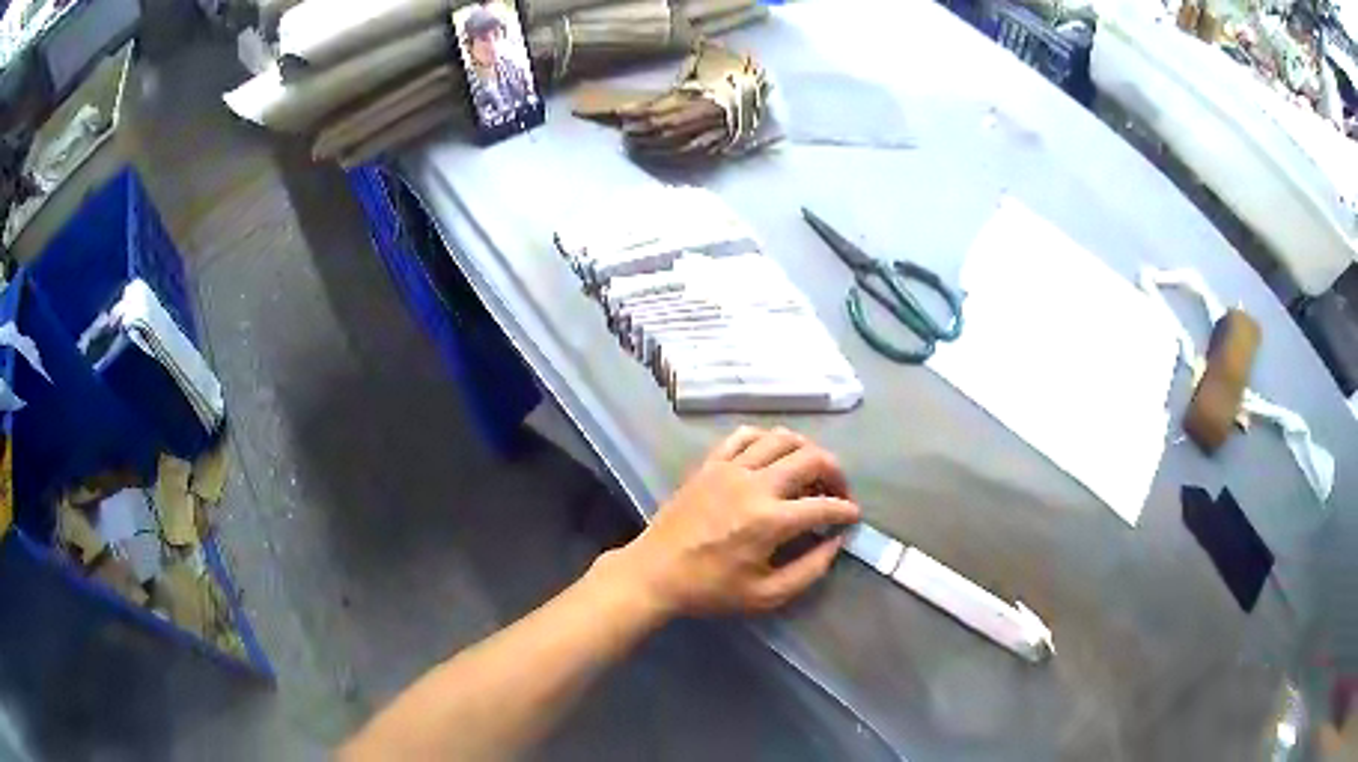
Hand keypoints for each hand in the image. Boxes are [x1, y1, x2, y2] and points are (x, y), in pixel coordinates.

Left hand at [611, 427, 860, 616]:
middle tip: (838, 491)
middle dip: (836, 473)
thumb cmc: (710, 590)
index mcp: (769, 521)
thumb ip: (809, 570)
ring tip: (810, 472)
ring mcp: (729, 468)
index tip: (852, 517)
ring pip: (782, 438)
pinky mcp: (710, 464)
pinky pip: (745, 436)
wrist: (654, 573)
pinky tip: (773, 456)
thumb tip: (835, 543)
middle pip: (811, 459)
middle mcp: (754, 485)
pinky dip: (767, 440)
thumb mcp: (766, 595)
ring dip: (806, 451)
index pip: (824, 505)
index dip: (846, 510)